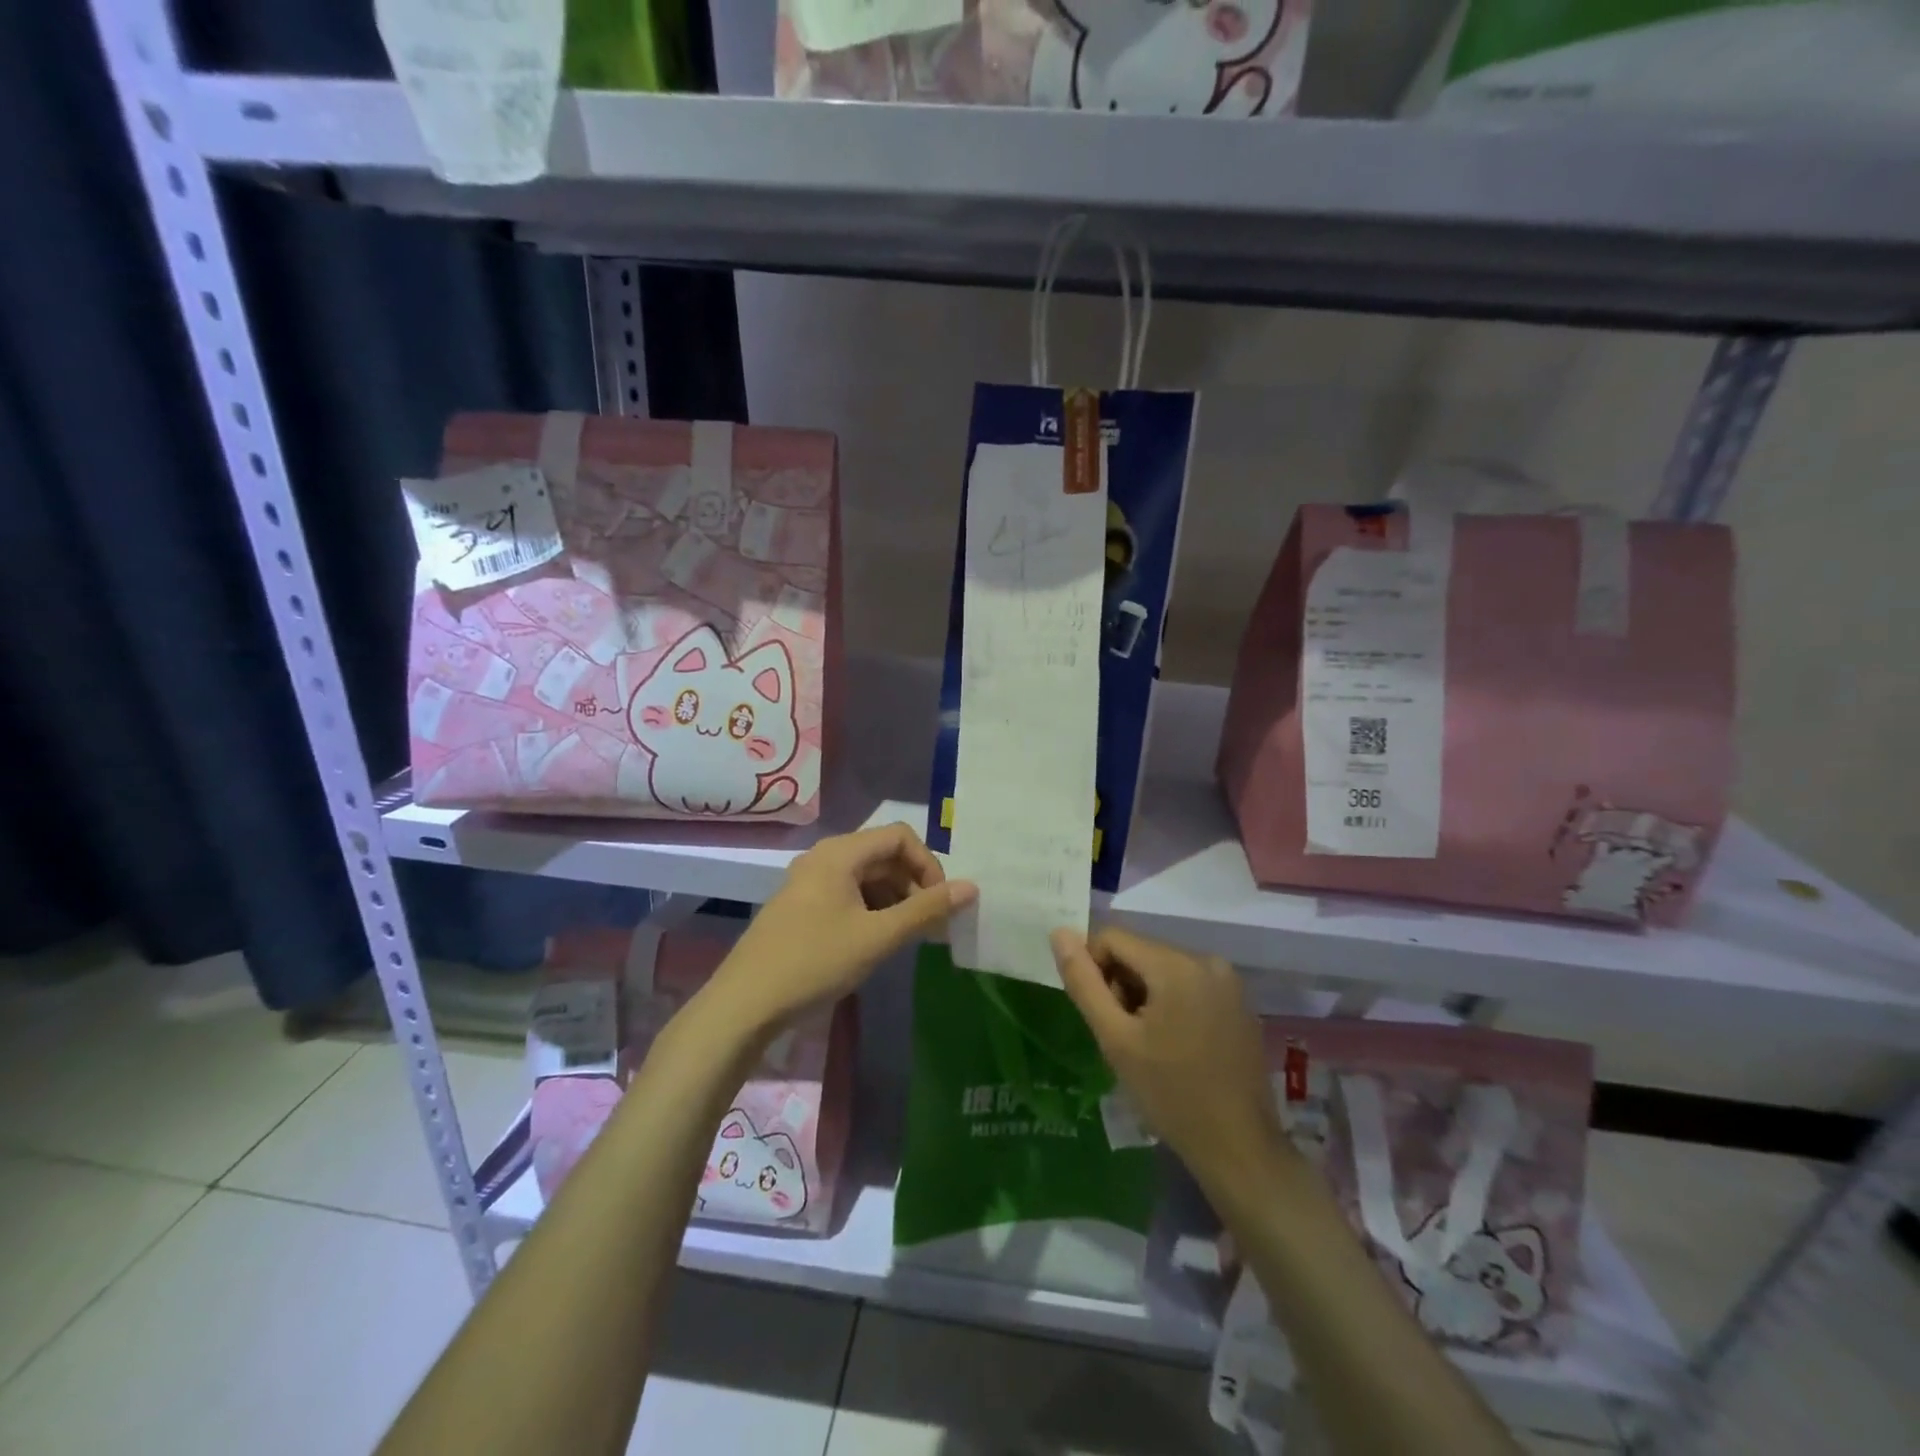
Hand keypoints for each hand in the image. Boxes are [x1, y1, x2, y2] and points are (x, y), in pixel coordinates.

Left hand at [707, 824, 976, 1035]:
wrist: (745, 1003)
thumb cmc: (816, 962)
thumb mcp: (878, 936)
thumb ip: (926, 910)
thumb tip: (971, 888)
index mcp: (840, 852)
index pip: (900, 836)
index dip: (928, 865)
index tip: (940, 904)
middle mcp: (824, 857)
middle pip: (883, 854)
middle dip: (913, 885)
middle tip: (929, 926)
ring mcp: (808, 881)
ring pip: (866, 876)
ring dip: (894, 899)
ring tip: (906, 937)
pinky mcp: (801, 905)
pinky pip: (847, 893)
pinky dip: (871, 909)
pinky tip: (876, 941)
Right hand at [1051, 927, 1281, 1189]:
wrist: (1238, 1147)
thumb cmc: (1170, 1094)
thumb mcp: (1115, 1039)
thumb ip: (1084, 982)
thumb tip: (1060, 934)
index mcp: (1176, 964)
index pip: (1112, 937)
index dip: (1093, 968)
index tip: (1099, 1015)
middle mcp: (1207, 960)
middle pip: (1140, 952)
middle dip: (1121, 984)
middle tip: (1123, 1035)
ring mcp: (1228, 980)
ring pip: (1162, 968)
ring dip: (1144, 995)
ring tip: (1148, 1044)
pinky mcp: (1239, 1001)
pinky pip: (1189, 983)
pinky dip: (1171, 1002)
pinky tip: (1176, 1045)